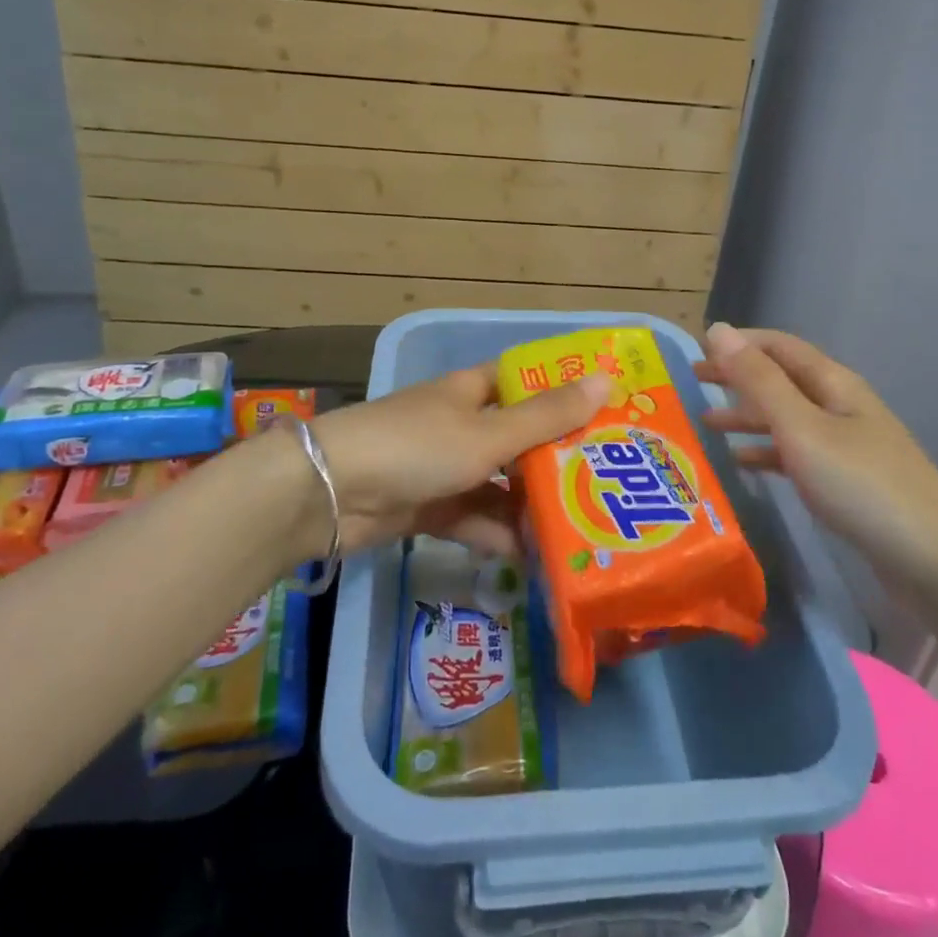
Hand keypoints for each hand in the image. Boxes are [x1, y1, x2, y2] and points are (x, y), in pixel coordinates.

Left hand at [311, 364, 610, 556]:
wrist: (331, 493)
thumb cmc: (417, 446)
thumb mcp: (488, 434)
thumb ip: (547, 417)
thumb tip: (607, 380)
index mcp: (473, 391)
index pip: (526, 383)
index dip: (562, 393)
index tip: (606, 413)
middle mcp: (461, 424)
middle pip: (518, 439)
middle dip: (554, 460)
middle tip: (604, 483)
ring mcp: (443, 467)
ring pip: (498, 484)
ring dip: (528, 506)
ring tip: (576, 530)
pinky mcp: (428, 507)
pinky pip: (473, 518)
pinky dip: (496, 533)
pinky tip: (530, 556)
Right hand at [695, 323, 937, 589]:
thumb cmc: (863, 487)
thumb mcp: (802, 428)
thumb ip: (758, 381)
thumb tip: (719, 329)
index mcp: (833, 384)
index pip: (778, 346)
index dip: (738, 343)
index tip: (693, 351)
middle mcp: (839, 407)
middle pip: (780, 381)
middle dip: (736, 379)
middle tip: (689, 387)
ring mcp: (846, 446)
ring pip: (785, 419)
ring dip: (746, 417)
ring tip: (703, 426)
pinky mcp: (847, 483)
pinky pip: (796, 455)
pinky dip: (766, 453)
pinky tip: (741, 464)